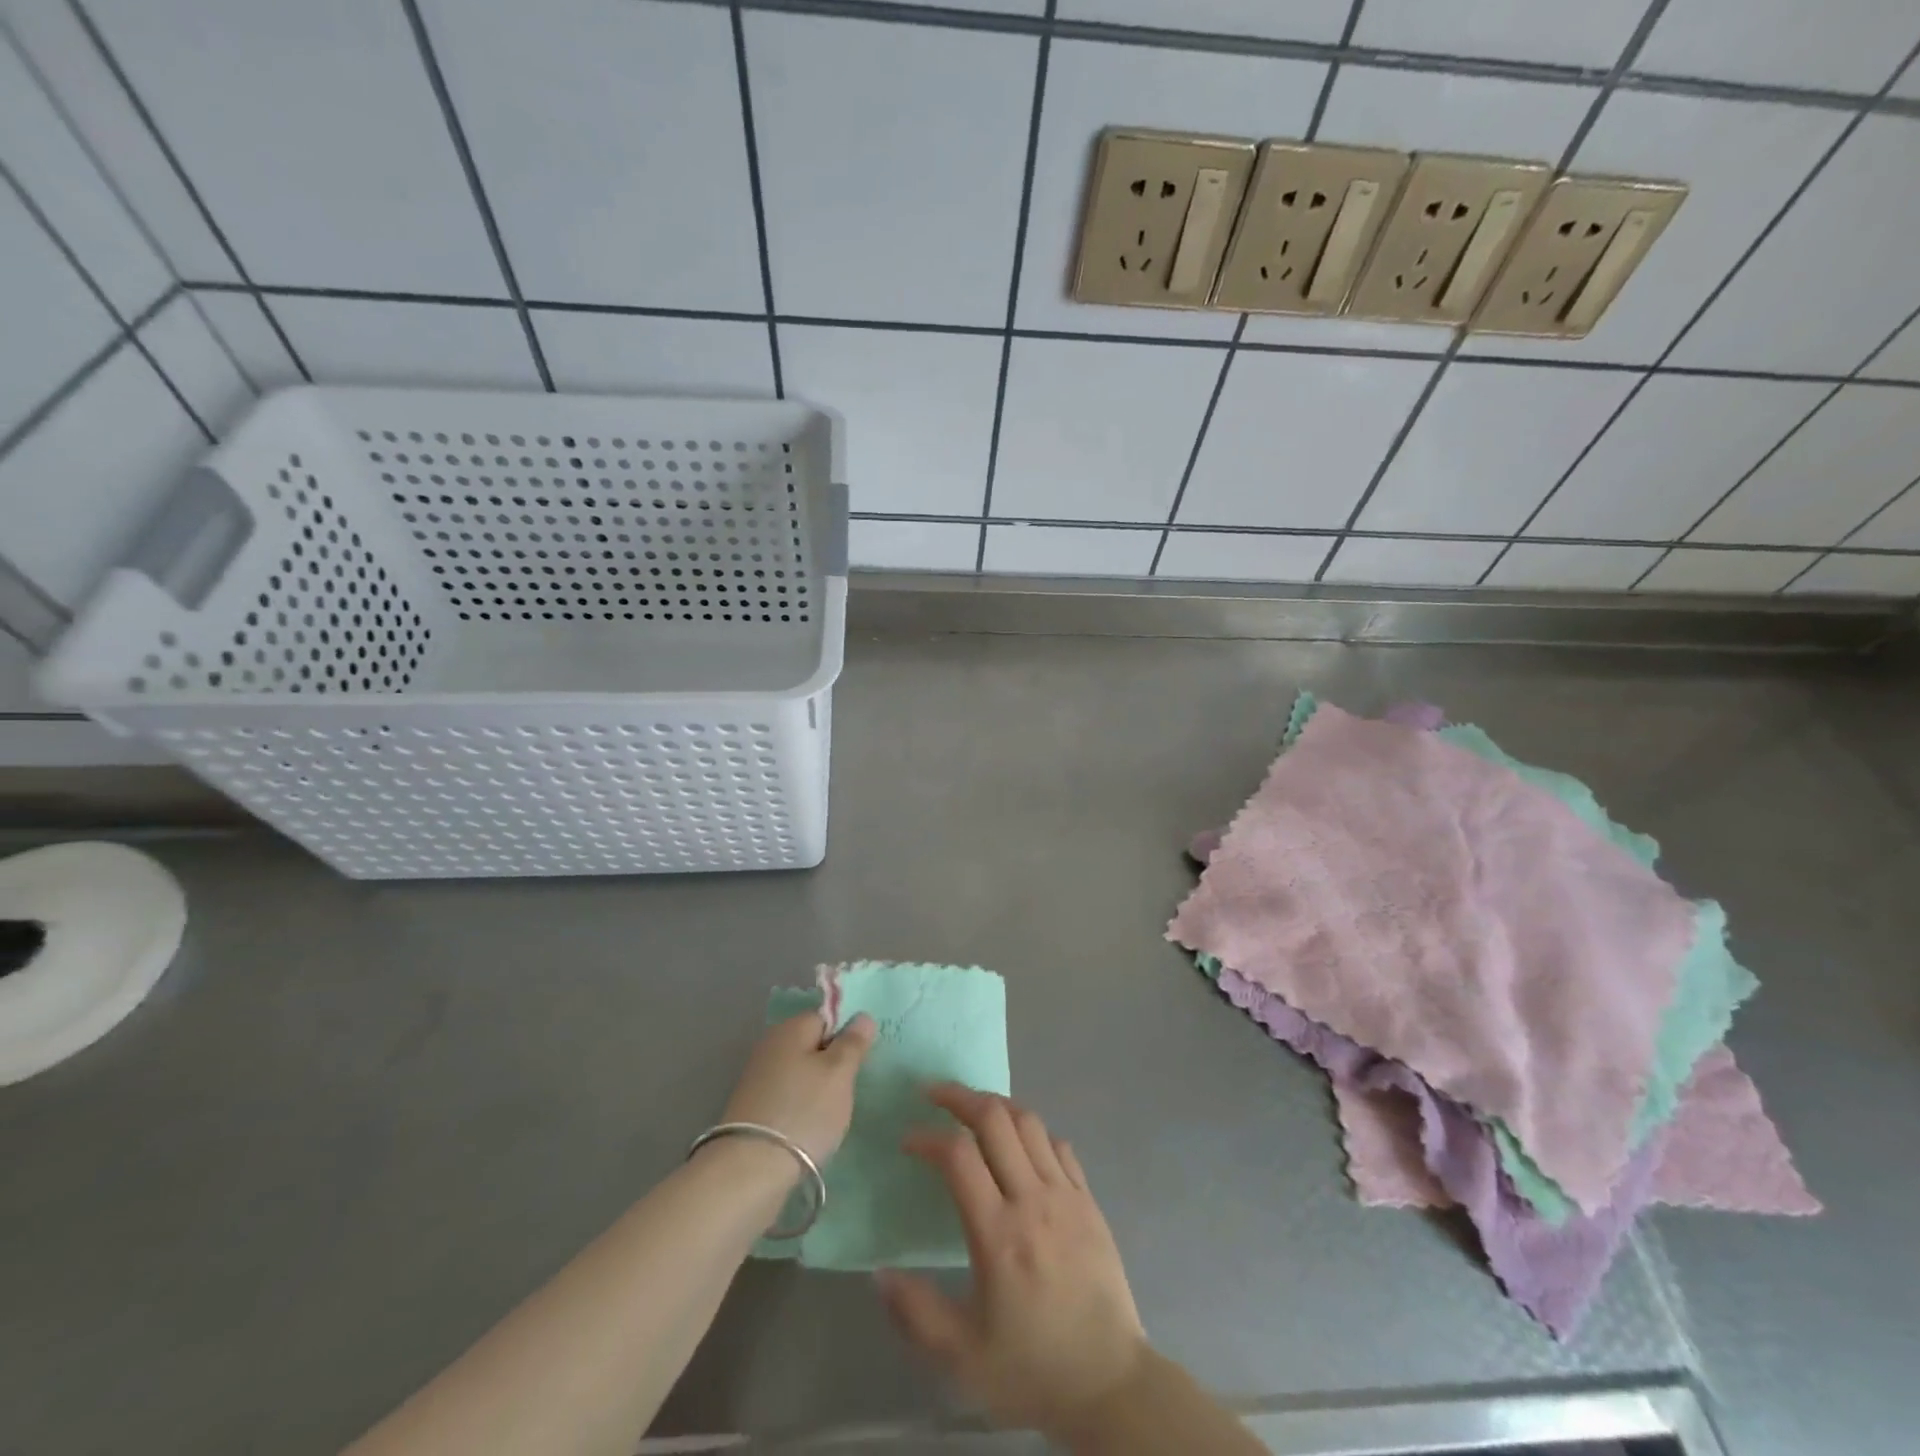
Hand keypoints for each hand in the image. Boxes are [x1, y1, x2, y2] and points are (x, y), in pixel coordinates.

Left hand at [720, 1010, 875, 1164]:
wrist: (750, 1171)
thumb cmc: (804, 1111)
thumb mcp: (839, 1073)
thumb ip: (853, 1042)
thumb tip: (862, 1016)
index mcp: (790, 1028)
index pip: (827, 1018)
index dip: (846, 1037)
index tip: (859, 1063)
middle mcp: (770, 1046)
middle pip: (812, 1046)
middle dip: (832, 1065)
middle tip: (848, 1090)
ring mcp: (757, 1079)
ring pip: (801, 1074)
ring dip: (818, 1089)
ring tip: (831, 1115)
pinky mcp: (752, 1109)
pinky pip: (788, 1097)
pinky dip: (801, 1109)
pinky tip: (810, 1129)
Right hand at [877, 1086, 1147, 1440]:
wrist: (1111, 1385)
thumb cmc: (1033, 1369)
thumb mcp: (963, 1356)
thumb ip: (916, 1312)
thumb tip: (879, 1272)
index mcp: (999, 1235)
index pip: (959, 1156)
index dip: (928, 1137)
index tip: (908, 1141)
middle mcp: (1033, 1200)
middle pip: (996, 1120)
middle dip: (960, 1097)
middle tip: (934, 1094)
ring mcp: (1067, 1195)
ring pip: (1030, 1123)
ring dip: (997, 1106)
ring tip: (973, 1109)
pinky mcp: (1090, 1201)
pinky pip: (1059, 1145)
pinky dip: (1033, 1131)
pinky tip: (1019, 1143)